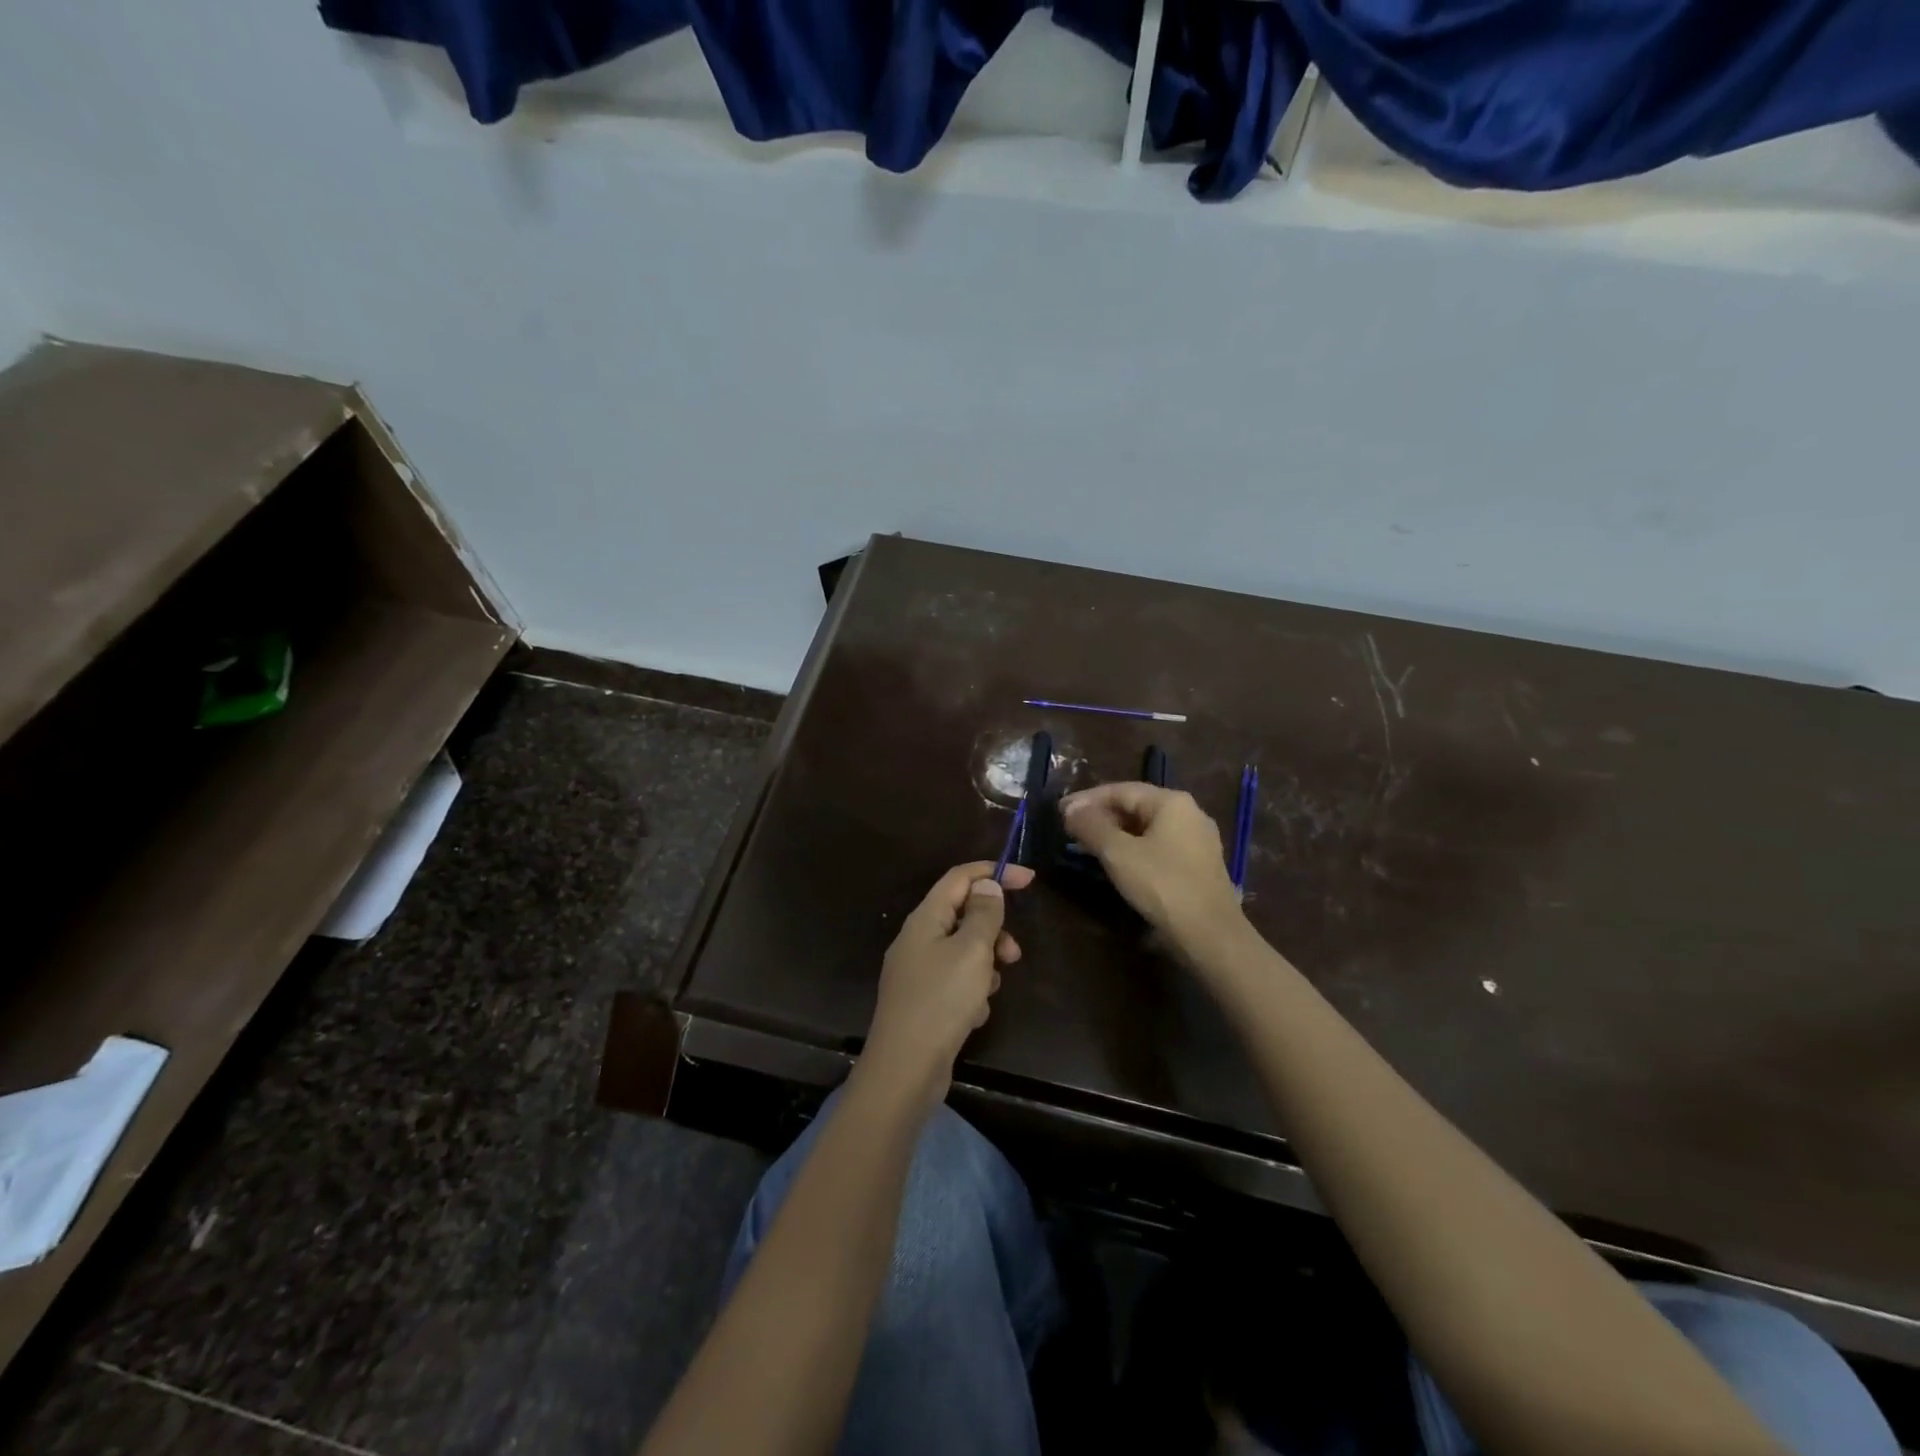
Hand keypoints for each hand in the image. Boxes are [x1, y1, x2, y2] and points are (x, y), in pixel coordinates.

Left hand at [861, 861, 1032, 1104]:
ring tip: (992, 988)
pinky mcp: (923, 1001)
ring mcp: (917, 972)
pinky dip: (971, 991)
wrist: (905, 1069)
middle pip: (962, 915)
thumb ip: (983, 914)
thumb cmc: (941, 1001)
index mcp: (925, 919)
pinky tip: (974, 1014)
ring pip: (962, 951)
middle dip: (993, 930)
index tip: (1029, 880)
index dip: (994, 873)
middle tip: (1013, 953)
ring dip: (985, 964)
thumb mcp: (971, 951)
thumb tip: (986, 885)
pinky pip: (955, 981)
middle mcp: (917, 939)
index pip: (960, 878)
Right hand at [1061, 783, 1244, 950]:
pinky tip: (1117, 861)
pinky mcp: (1198, 864)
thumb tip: (1070, 808)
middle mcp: (1189, 813)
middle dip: (1100, 815)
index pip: (1121, 790)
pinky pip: (1158, 845)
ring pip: (1146, 827)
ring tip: (1087, 844)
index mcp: (1172, 802)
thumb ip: (1091, 826)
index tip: (1060, 811)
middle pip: (1135, 805)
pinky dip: (1133, 847)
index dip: (1086, 799)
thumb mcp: (1118, 854)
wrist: (1210, 935)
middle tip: (1070, 828)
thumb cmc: (1162, 885)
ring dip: (1115, 833)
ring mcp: (1197, 839)